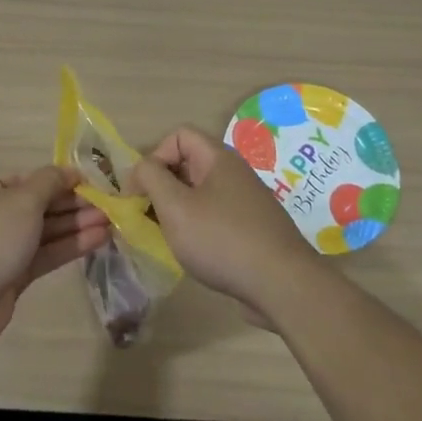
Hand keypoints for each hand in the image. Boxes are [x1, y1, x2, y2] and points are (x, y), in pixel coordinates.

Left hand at [0, 166, 108, 343]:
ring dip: (75, 226)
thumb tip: (69, 171)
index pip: (25, 182)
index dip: (58, 181)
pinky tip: (98, 240)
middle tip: (108, 205)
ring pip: (43, 233)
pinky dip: (69, 247)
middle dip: (72, 206)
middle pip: (37, 207)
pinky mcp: (11, 278)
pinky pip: (44, 256)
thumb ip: (49, 182)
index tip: (90, 184)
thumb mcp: (21, 199)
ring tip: (111, 222)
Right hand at [131, 127, 317, 321]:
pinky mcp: (251, 228)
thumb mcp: (175, 207)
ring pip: (200, 192)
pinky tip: (192, 251)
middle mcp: (234, 173)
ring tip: (164, 235)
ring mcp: (245, 201)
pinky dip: (197, 226)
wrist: (282, 284)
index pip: (178, 136)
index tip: (139, 191)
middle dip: (162, 185)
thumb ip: (151, 179)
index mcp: (218, 158)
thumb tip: (141, 169)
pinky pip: (215, 215)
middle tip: (146, 215)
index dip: (154, 157)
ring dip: (177, 209)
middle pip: (188, 163)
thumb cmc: (222, 239)